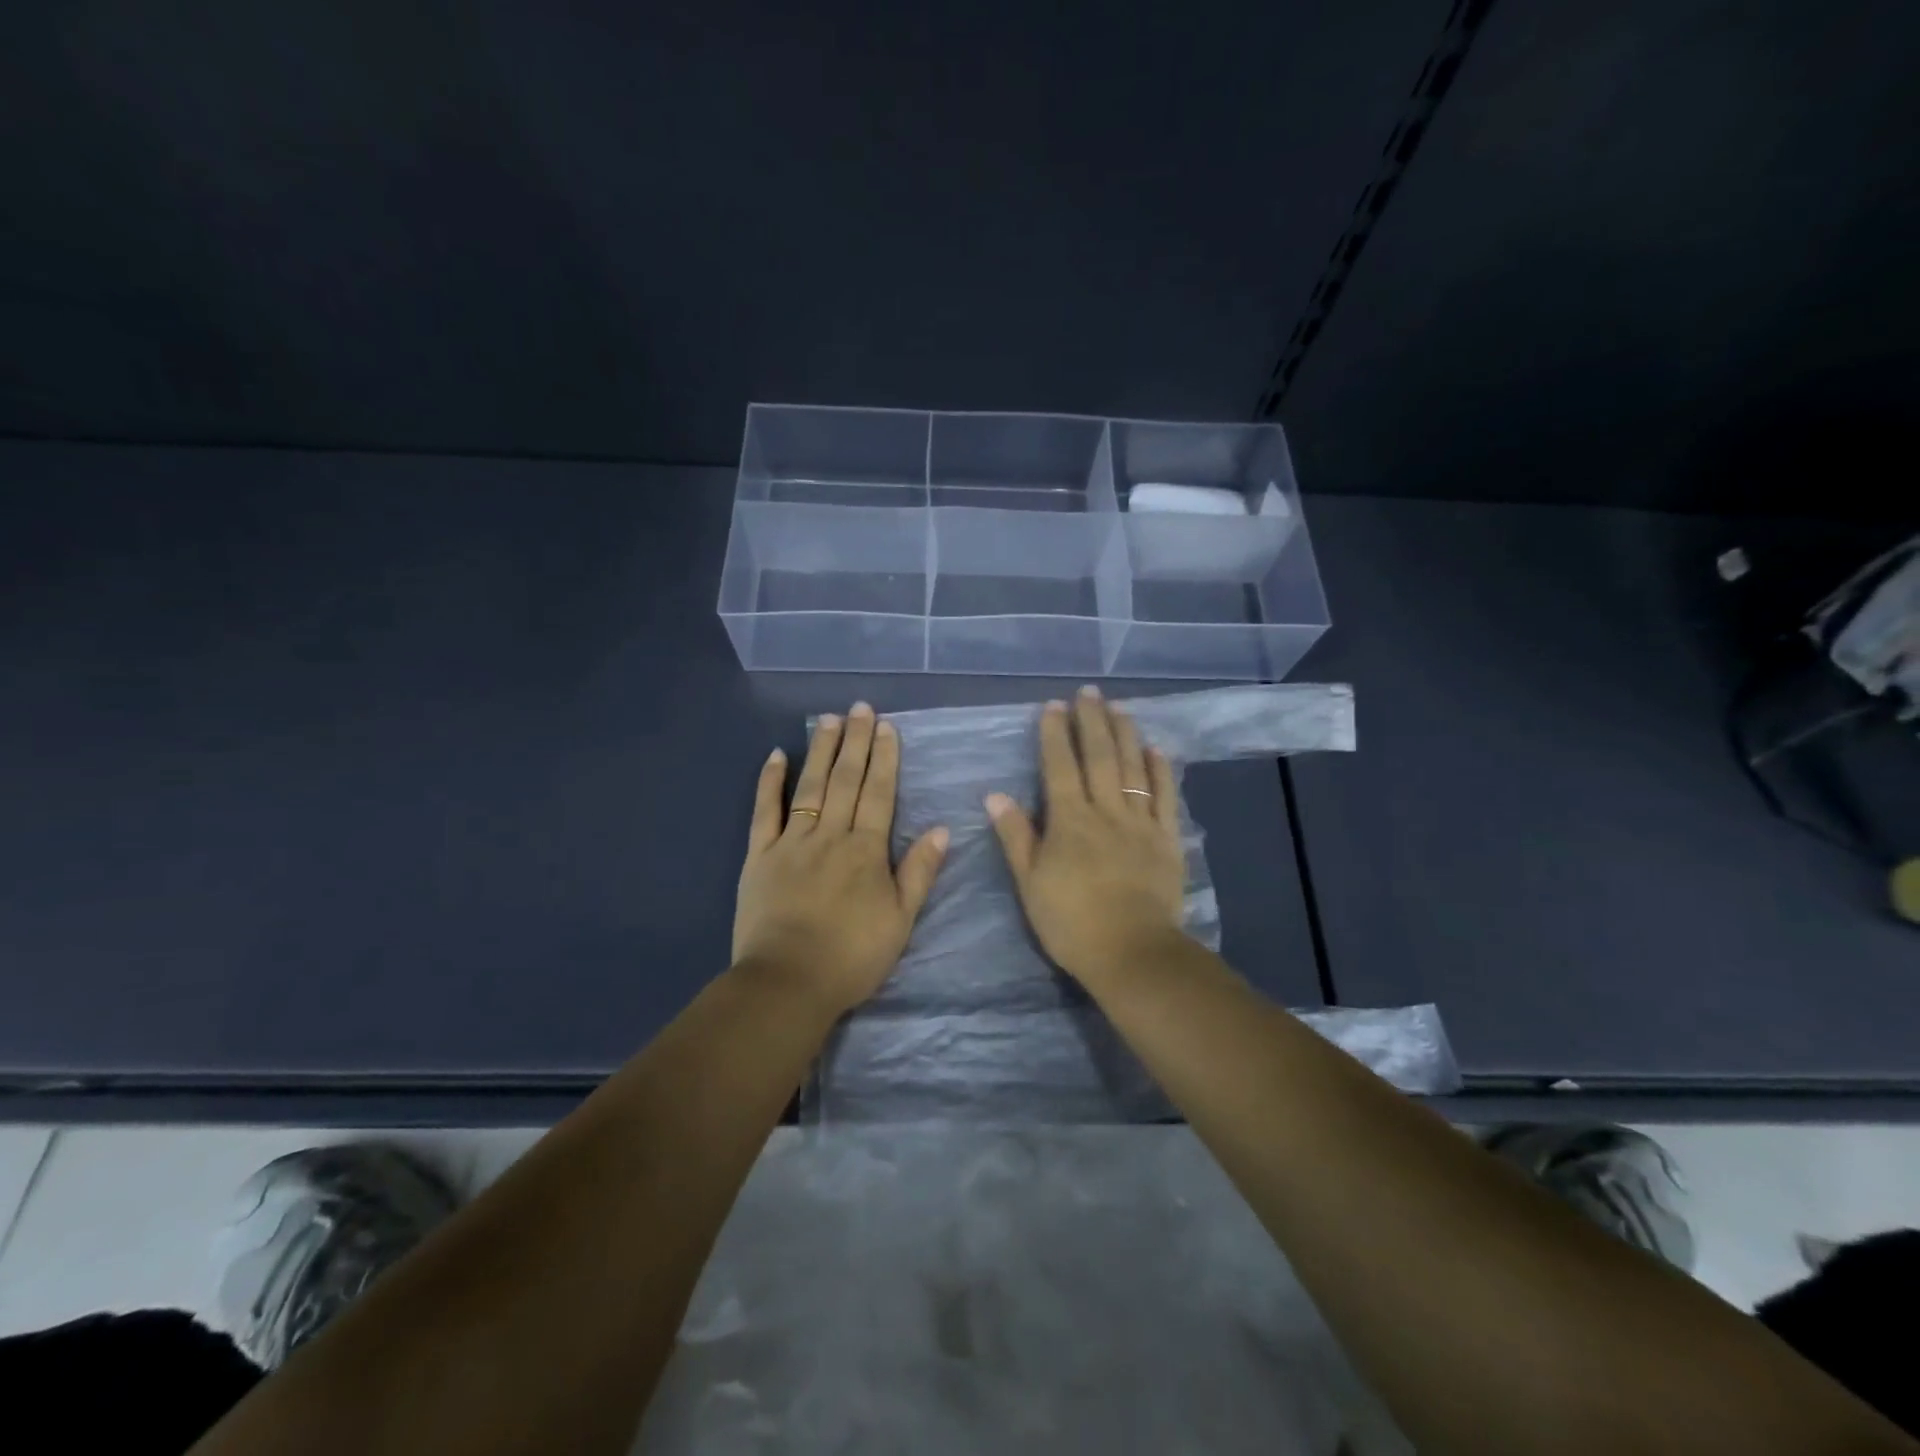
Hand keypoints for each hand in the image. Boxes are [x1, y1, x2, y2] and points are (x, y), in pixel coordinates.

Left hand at [733, 702, 948, 1016]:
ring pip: (809, 786)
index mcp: (866, 850)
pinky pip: (764, 811)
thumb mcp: (901, 920)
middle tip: (860, 708)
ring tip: (829, 719)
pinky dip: (769, 782)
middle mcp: (830, 835)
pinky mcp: (759, 856)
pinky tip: (775, 755)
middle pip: (845, 780)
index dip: (884, 758)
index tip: (886, 727)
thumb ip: (919, 872)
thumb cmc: (852, 956)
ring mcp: (791, 842)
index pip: (879, 793)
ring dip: (820, 750)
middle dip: (855, 742)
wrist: (788, 982)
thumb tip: (942, 829)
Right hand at [986, 686, 1186, 993]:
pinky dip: (1161, 770)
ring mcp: (1140, 822)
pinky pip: (1165, 797)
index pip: (1059, 766)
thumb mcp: (1030, 882)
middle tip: (1088, 692)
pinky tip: (1156, 749)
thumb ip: (1015, 836)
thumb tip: (995, 795)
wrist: (1131, 952)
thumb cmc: (1071, 921)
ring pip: (1133, 768)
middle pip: (1099, 756)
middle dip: (1091, 721)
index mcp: (1069, 820)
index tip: (1053, 706)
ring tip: (1119, 707)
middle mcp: (1106, 810)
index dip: (1055, 734)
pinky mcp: (1166, 839)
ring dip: (1125, 734)